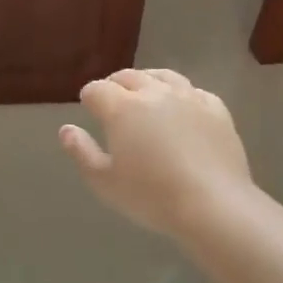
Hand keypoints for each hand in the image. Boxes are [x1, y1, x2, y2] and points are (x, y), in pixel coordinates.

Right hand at [59, 69, 252, 235]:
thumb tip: (66, 129)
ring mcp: (188, 98)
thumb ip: (81, 152)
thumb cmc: (152, 196)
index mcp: (122, 108)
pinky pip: (194, 92)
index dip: (89, 98)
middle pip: (128, 76)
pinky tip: (182, 107)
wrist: (214, 206)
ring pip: (162, 76)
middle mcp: (153, 93)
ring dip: (148, 82)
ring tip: (145, 95)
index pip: (97, 90)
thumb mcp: (105, 182)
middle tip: (113, 101)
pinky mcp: (216, 110)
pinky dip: (182, 95)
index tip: (89, 109)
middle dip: (115, 85)